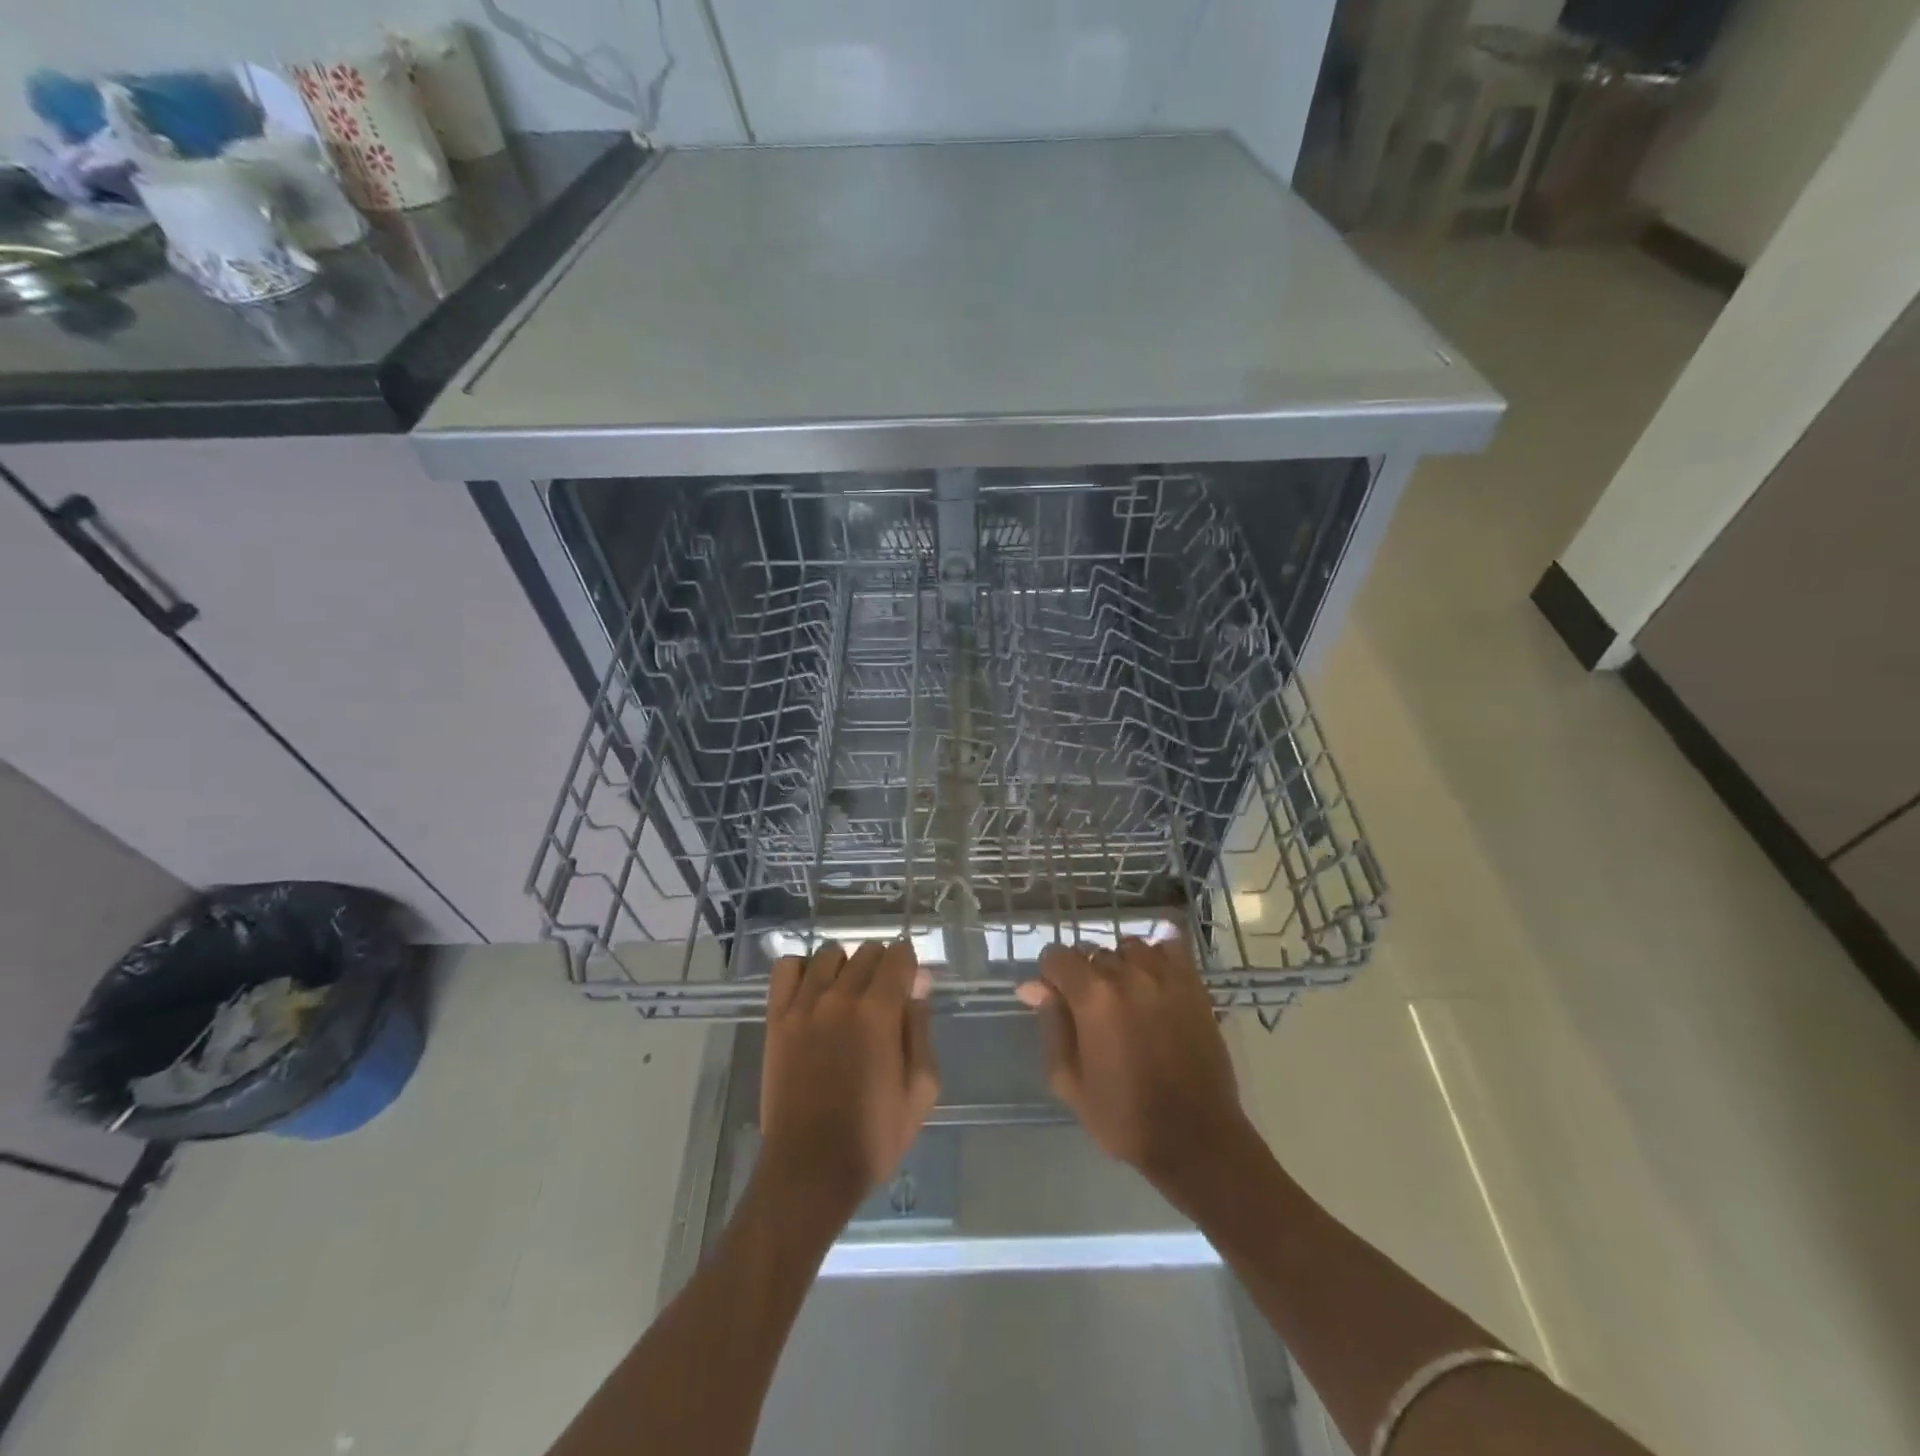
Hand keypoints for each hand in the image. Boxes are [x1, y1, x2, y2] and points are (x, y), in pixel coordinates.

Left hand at [759, 941, 939, 1217]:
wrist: (810, 1169)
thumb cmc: (874, 1135)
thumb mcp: (920, 1089)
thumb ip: (921, 1028)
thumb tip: (918, 984)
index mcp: (879, 1012)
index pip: (899, 955)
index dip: (909, 966)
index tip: (909, 987)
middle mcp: (840, 997)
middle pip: (866, 951)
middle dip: (881, 967)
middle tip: (883, 999)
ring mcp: (803, 1006)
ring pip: (829, 954)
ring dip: (845, 966)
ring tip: (847, 995)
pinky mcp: (776, 1019)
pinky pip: (786, 968)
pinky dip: (802, 969)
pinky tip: (812, 991)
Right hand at [1017, 938, 1255, 1196]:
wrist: (1195, 1137)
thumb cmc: (1124, 1116)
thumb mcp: (1070, 1080)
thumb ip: (1052, 1024)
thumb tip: (1034, 987)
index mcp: (1093, 997)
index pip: (1057, 956)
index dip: (1050, 976)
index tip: (1056, 1000)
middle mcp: (1127, 974)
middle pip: (1093, 952)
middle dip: (1084, 974)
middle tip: (1091, 1011)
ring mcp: (1165, 977)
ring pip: (1129, 947)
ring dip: (1119, 964)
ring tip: (1124, 995)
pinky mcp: (1194, 985)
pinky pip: (1171, 947)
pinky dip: (1157, 954)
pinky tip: (1153, 977)